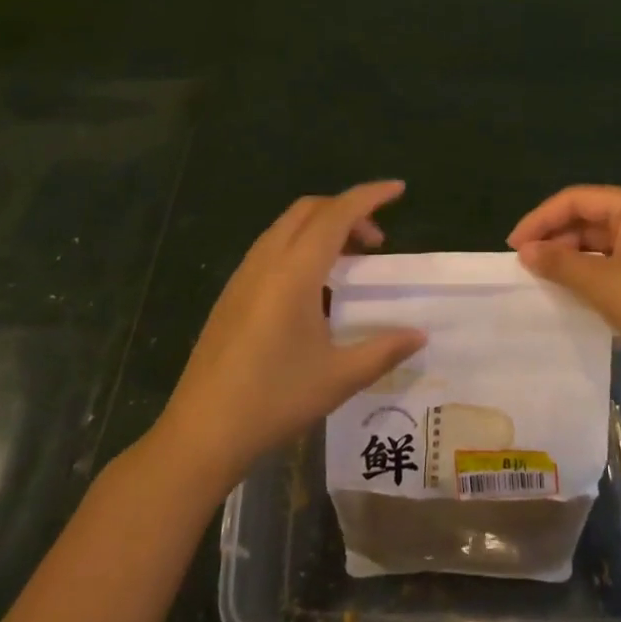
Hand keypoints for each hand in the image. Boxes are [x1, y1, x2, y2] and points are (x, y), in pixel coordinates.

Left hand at [156, 182, 425, 490]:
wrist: (201, 432)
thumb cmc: (274, 400)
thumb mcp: (338, 378)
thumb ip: (383, 350)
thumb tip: (420, 335)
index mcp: (295, 270)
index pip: (337, 214)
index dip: (370, 196)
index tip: (399, 189)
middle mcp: (267, 260)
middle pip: (310, 209)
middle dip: (347, 211)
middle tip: (376, 243)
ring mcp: (245, 274)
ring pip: (288, 225)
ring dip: (322, 227)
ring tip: (349, 262)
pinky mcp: (232, 292)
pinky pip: (272, 247)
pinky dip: (301, 244)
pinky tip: (314, 288)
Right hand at [508, 186, 620, 405]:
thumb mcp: (604, 284)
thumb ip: (560, 263)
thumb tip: (524, 251)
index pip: (576, 199)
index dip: (540, 218)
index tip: (513, 246)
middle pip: (587, 218)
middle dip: (554, 238)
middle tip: (524, 267)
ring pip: (598, 244)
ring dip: (570, 259)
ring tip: (542, 281)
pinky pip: (612, 265)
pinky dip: (589, 275)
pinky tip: (572, 294)